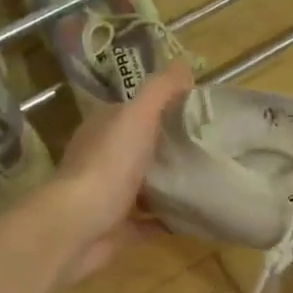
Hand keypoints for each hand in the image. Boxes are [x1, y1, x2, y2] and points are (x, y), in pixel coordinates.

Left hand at [37, 62, 192, 283]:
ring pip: (146, 186)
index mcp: (105, 128)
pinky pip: (150, 222)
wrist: (78, 227)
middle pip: (143, 148)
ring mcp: (109, 195)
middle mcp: (104, 159)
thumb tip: (184, 64)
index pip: (136, 111)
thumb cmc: (108, 165)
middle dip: (173, 148)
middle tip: (213, 147)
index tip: (203, 113)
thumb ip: (160, 90)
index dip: (166, 108)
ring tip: (209, 180)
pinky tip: (196, 216)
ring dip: (172, 185)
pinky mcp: (118, 228)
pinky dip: (170, 219)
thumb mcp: (137, 116)